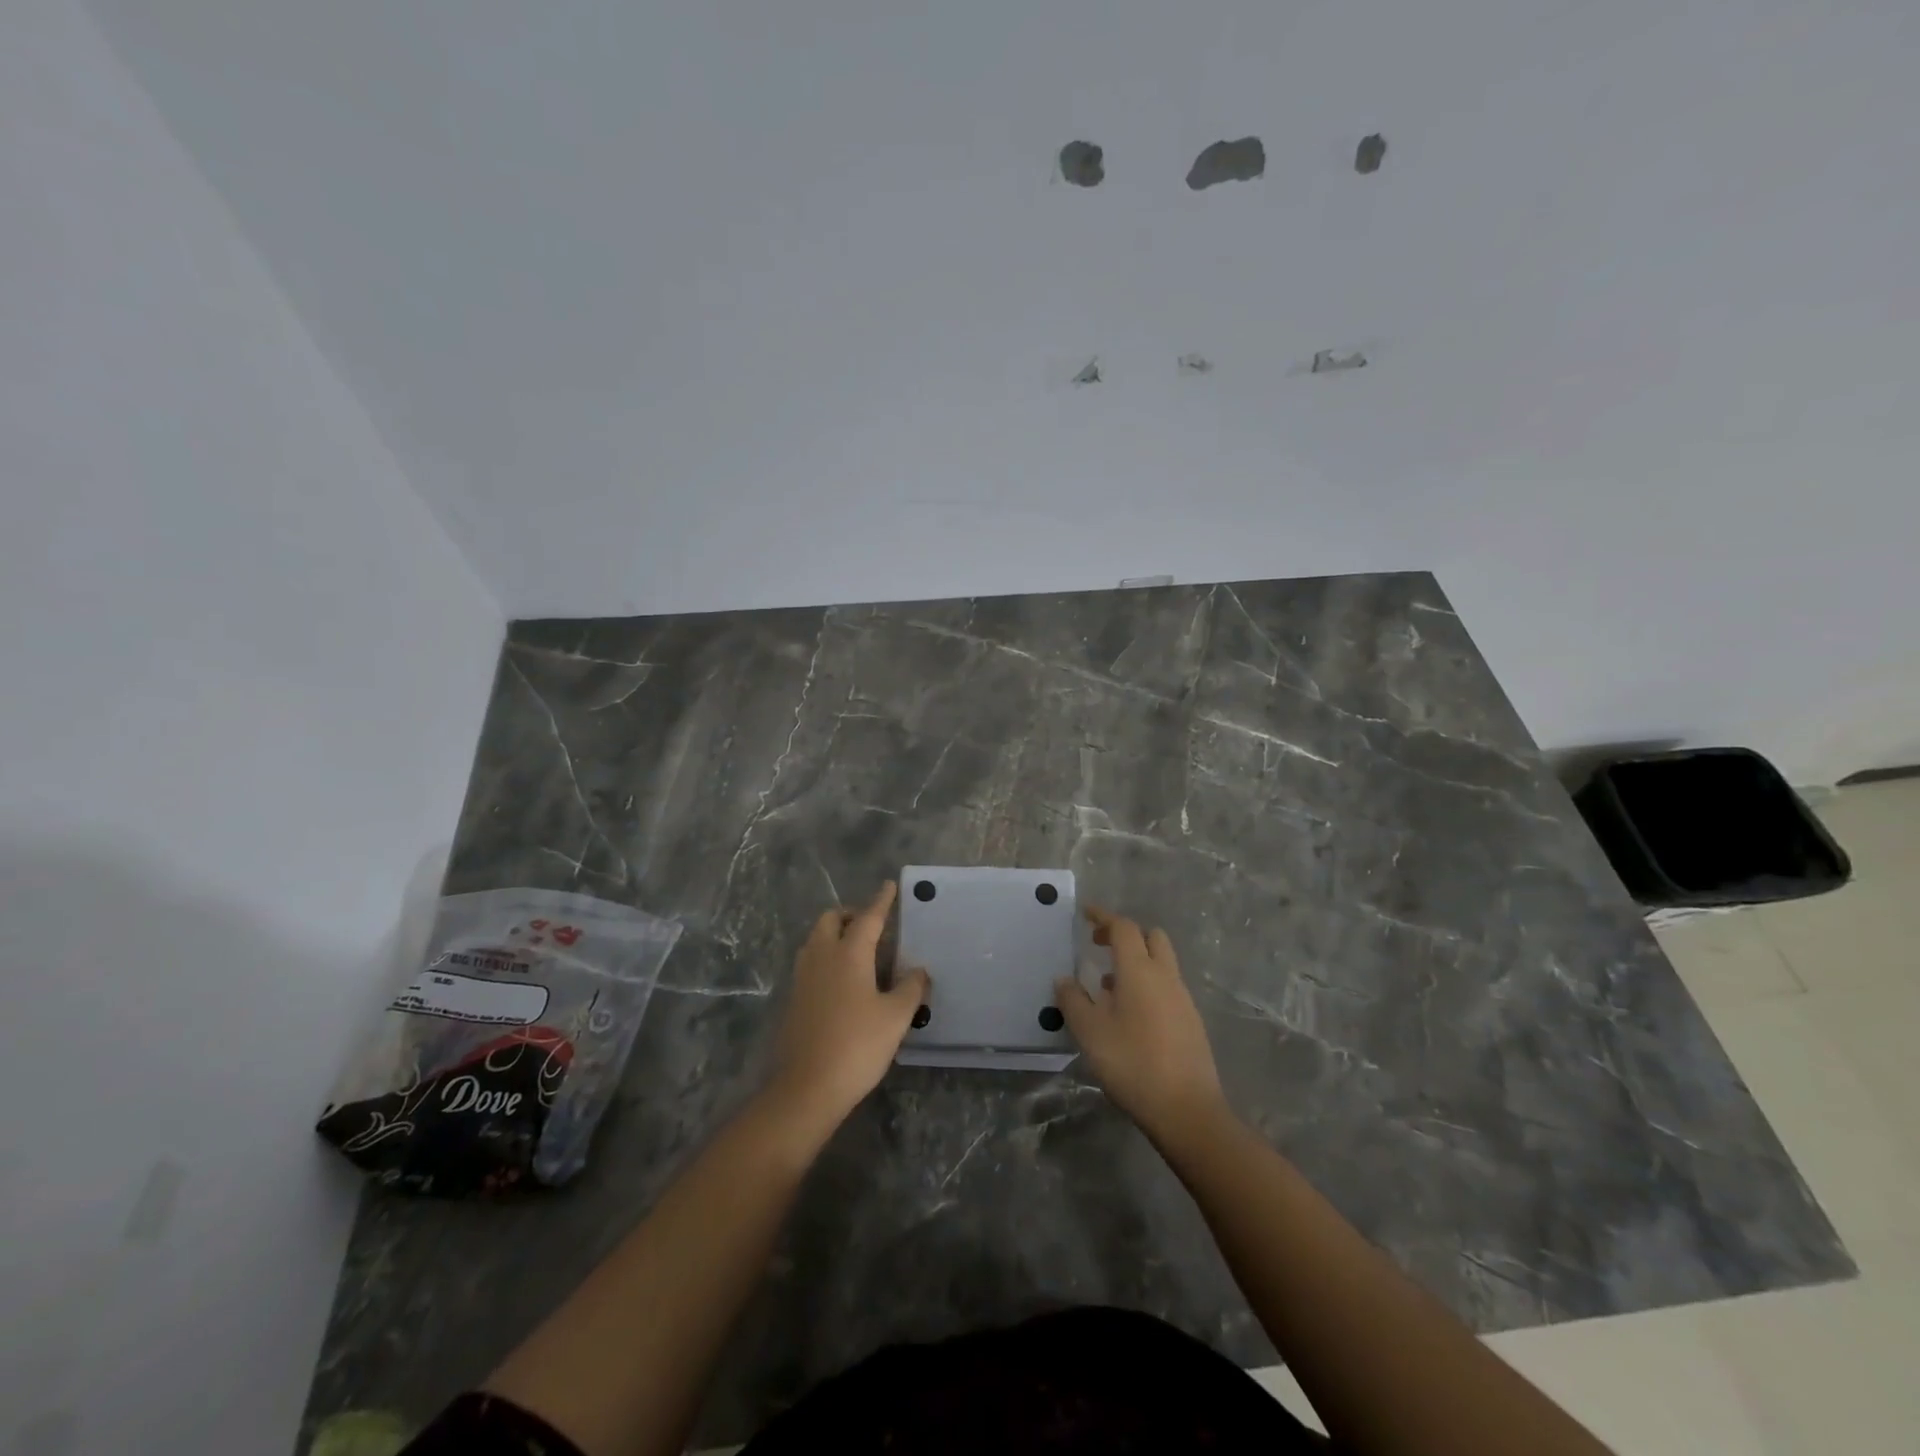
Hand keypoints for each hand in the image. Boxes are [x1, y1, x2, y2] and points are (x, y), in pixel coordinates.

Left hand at [769, 881, 929, 1128]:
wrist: (807, 1087)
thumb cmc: (857, 1046)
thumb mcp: (896, 1017)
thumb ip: (911, 988)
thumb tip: (919, 970)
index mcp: (849, 953)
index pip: (869, 917)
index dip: (881, 901)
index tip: (889, 886)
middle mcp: (822, 956)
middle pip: (832, 919)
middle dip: (852, 915)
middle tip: (874, 926)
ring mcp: (803, 977)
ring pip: (817, 939)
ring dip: (836, 934)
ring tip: (860, 951)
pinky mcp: (794, 998)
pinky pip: (811, 961)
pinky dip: (827, 956)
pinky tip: (844, 980)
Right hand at [1055, 907, 1228, 1143]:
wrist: (1186, 1110)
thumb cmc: (1132, 1063)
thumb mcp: (1090, 1032)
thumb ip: (1073, 1001)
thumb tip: (1064, 979)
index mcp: (1139, 970)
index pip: (1123, 928)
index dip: (1103, 917)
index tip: (1085, 914)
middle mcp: (1165, 976)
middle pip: (1151, 937)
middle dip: (1125, 934)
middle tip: (1100, 947)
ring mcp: (1183, 998)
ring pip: (1162, 962)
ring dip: (1137, 961)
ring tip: (1108, 986)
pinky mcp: (1191, 1021)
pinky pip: (1167, 986)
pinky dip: (1148, 984)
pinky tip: (1130, 1014)